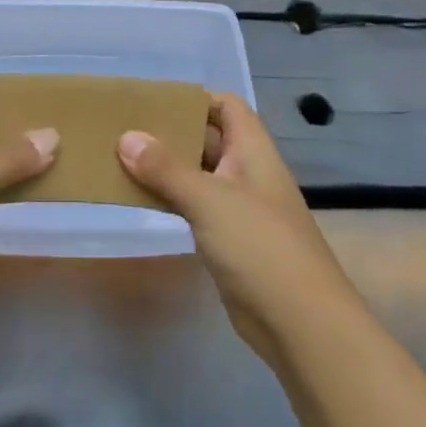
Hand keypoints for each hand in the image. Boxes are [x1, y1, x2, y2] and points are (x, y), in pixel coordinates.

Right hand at [119, 95, 350, 366]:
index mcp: (253, 151)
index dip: (195, 99)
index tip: (154, 102)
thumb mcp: (209, 199)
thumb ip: (166, 168)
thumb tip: (125, 137)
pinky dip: (171, 200)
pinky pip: (196, 208)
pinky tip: (142, 200)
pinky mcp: (230, 242)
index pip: (227, 106)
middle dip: (172, 133)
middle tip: (126, 129)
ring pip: (199, 175)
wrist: (302, 326)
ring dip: (167, 169)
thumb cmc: (260, 246)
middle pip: (209, 139)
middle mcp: (248, 173)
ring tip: (123, 160)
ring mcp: (240, 209)